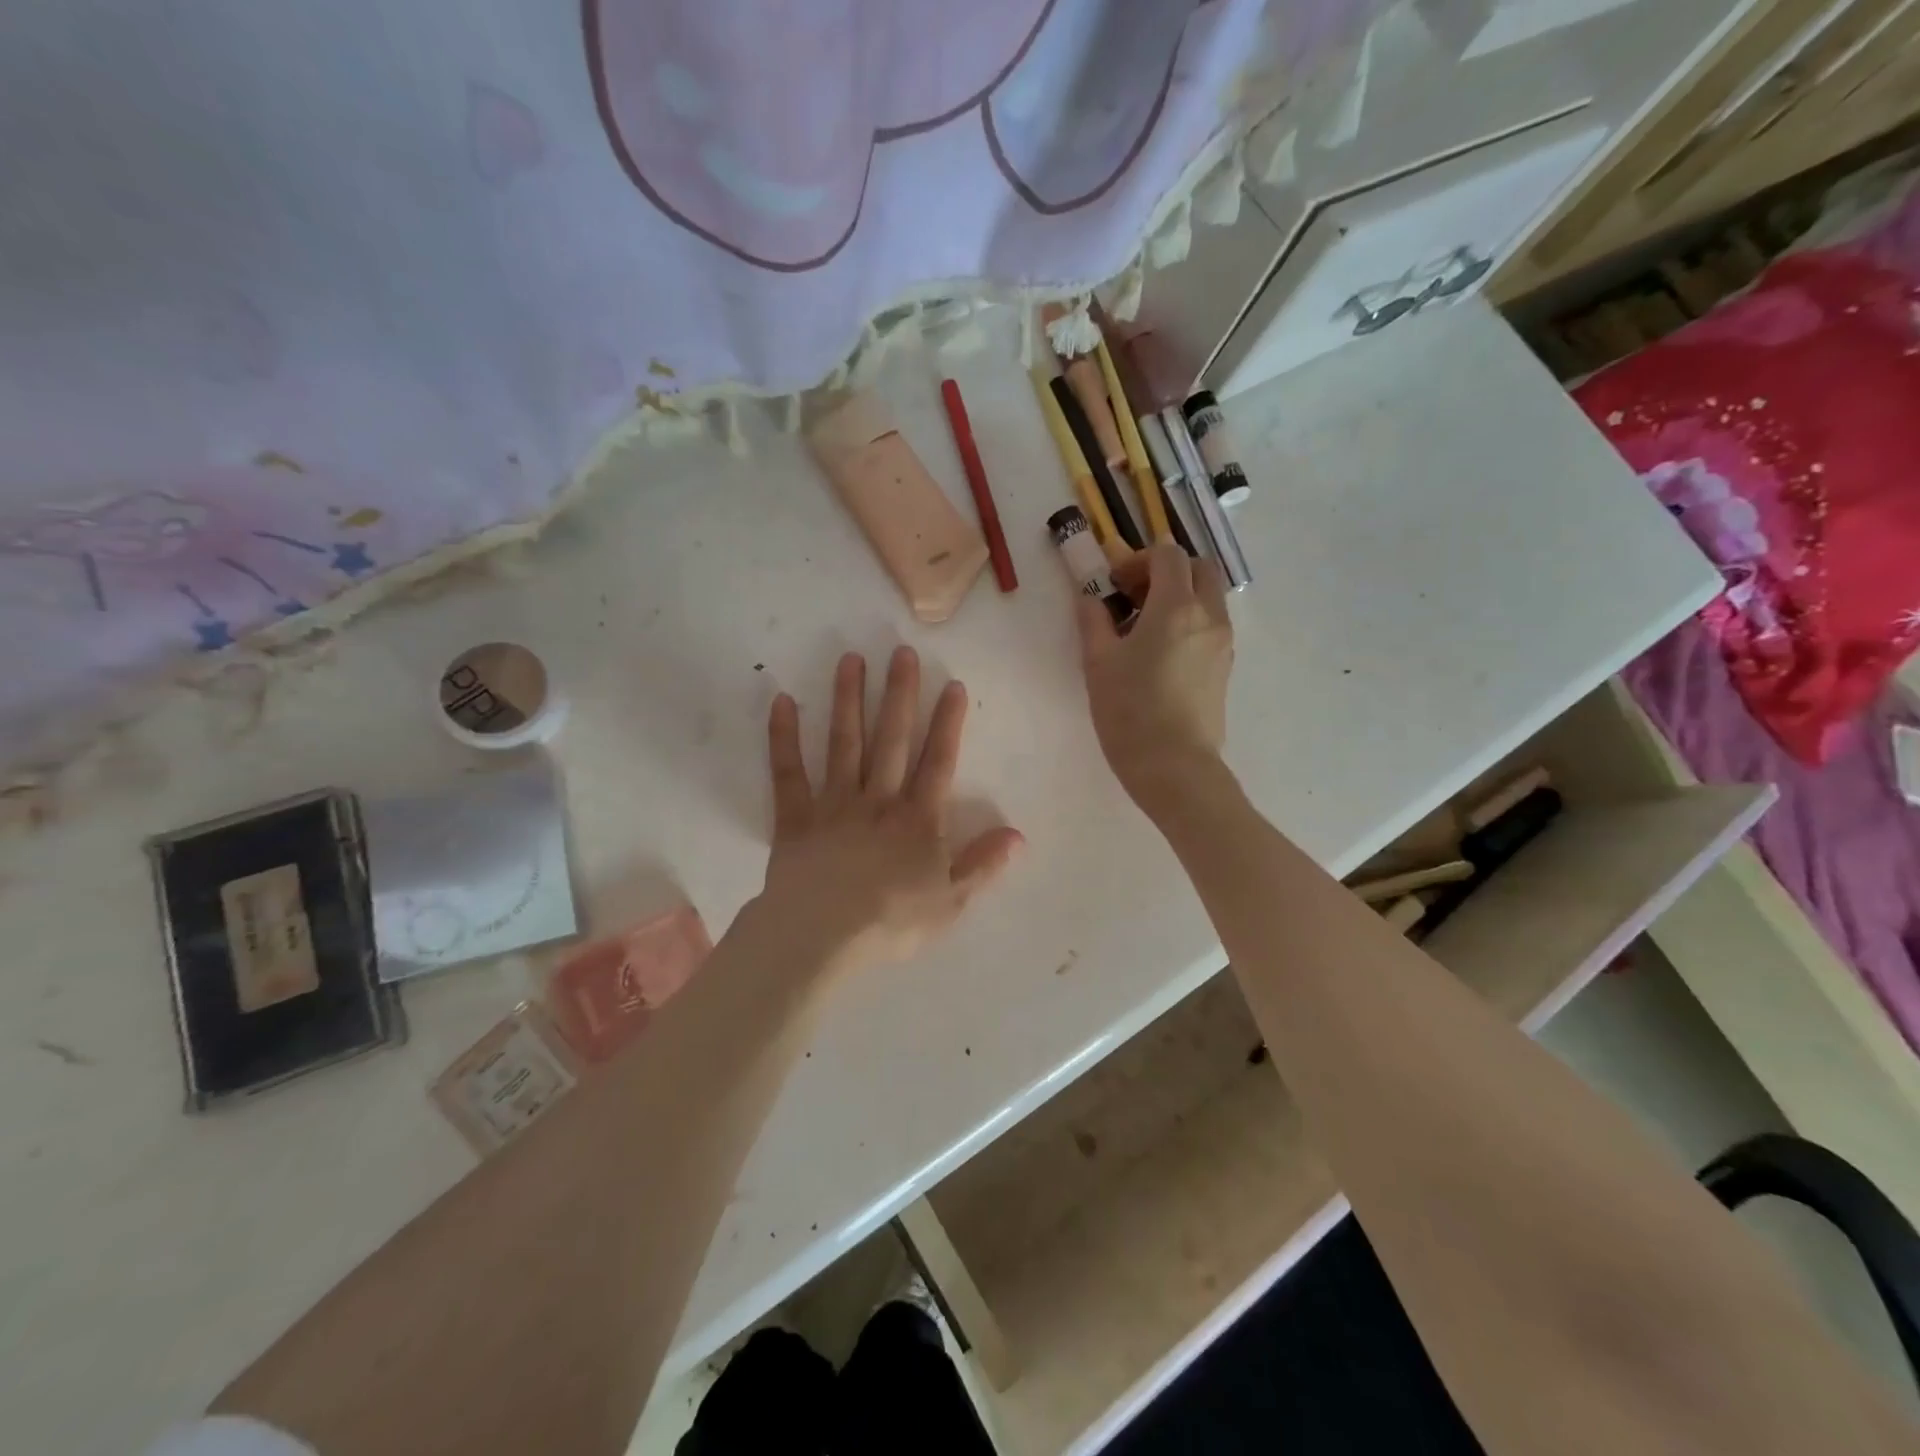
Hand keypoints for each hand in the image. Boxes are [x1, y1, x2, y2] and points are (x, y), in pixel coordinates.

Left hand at [760, 647, 1023, 975]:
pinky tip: (782, 701)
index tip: (951, 684)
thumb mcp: (950, 901)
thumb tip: (1018, 835)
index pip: (938, 762)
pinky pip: (788, 773)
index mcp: (917, 819)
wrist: (820, 937)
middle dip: (898, 694)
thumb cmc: (890, 921)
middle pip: (891, 740)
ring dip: (848, 700)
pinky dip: (783, 738)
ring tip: (850, 659)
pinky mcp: (795, 818)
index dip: (948, 723)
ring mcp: (833, 805)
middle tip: (901, 651)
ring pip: (843, 744)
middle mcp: (877, 800)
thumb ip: (983, 865)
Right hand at [1075, 543, 1234, 816]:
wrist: (1174, 767)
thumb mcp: (1099, 663)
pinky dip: (1190, 622)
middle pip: (1200, 568)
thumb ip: (1094, 621)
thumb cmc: (1130, 712)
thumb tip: (1090, 598)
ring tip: (1145, 629)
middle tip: (1135, 597)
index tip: (1115, 584)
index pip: (1168, 555)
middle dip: (1168, 571)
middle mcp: (1209, 616)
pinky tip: (1161, 654)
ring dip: (1180, 597)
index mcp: (1176, 607)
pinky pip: (1211, 626)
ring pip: (1209, 598)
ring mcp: (1222, 642)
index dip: (1139, 560)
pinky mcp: (1225, 667)